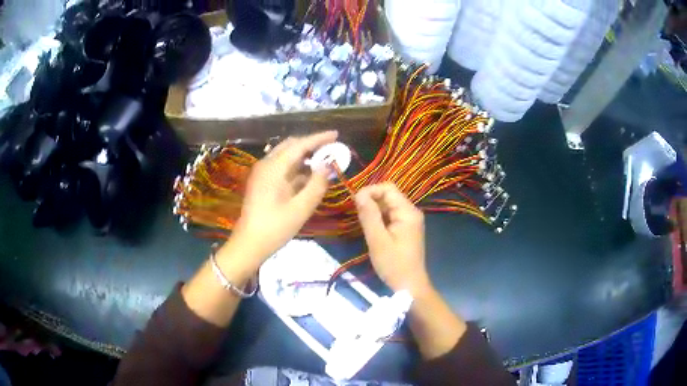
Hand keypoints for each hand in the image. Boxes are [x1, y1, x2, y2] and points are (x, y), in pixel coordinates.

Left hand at [226, 131, 337, 267]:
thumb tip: (327, 166)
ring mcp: (262, 173)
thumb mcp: (301, 208)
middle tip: (331, 148)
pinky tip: (309, 175)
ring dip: (305, 156)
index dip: (319, 138)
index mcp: (274, 168)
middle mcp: (266, 165)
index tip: (336, 134)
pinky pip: (282, 167)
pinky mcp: (262, 182)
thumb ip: (317, 185)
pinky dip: (297, 167)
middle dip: (311, 144)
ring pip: (286, 156)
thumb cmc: (275, 228)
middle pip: (291, 146)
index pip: (299, 145)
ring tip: (324, 161)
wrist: (249, 243)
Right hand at [354, 183, 431, 295]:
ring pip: (388, 205)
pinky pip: (391, 215)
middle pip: (389, 195)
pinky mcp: (406, 229)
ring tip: (362, 222)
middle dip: (371, 200)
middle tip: (357, 215)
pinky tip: (372, 229)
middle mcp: (411, 211)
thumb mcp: (378, 240)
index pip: (387, 188)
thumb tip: (358, 194)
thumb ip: (369, 215)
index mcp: (407, 212)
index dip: (370, 191)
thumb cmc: (394, 264)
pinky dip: (380, 218)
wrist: (409, 285)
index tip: (355, 203)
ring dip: (374, 210)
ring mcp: (410, 220)